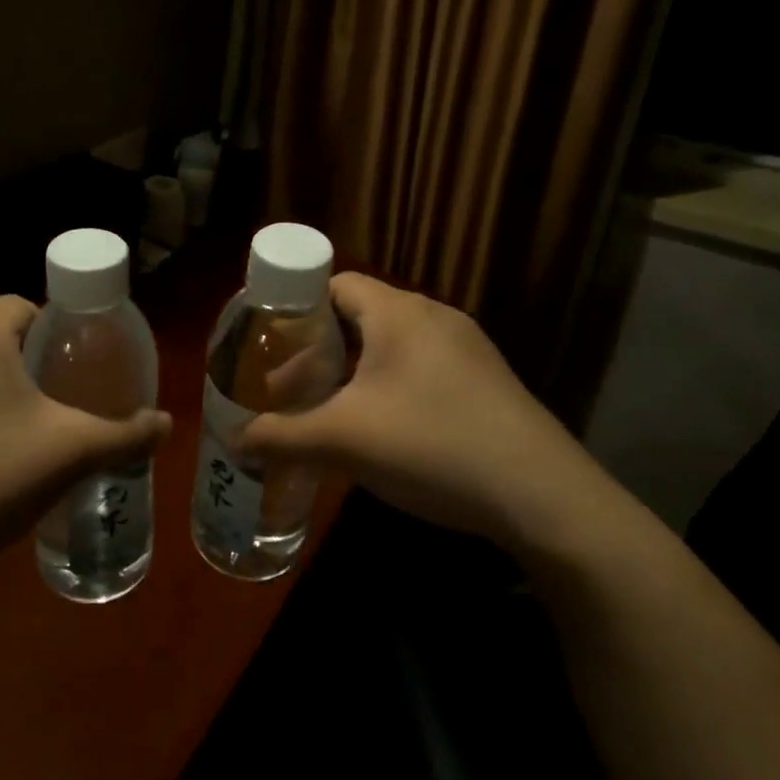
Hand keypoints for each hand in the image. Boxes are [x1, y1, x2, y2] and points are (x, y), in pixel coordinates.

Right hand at [241, 273, 610, 556]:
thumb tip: (236, 441)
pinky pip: (422, 369)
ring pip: (392, 345)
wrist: (543, 496)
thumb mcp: (343, 442)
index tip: (270, 343)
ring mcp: (467, 350)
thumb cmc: (431, 446)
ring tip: (330, 410)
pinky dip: (390, 387)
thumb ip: (280, 437)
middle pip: (360, 316)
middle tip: (290, 386)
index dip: (296, 307)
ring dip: (355, 371)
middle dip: (320, 349)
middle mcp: (434, 317)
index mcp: (397, 313)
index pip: (334, 283)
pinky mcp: (486, 383)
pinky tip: (383, 432)